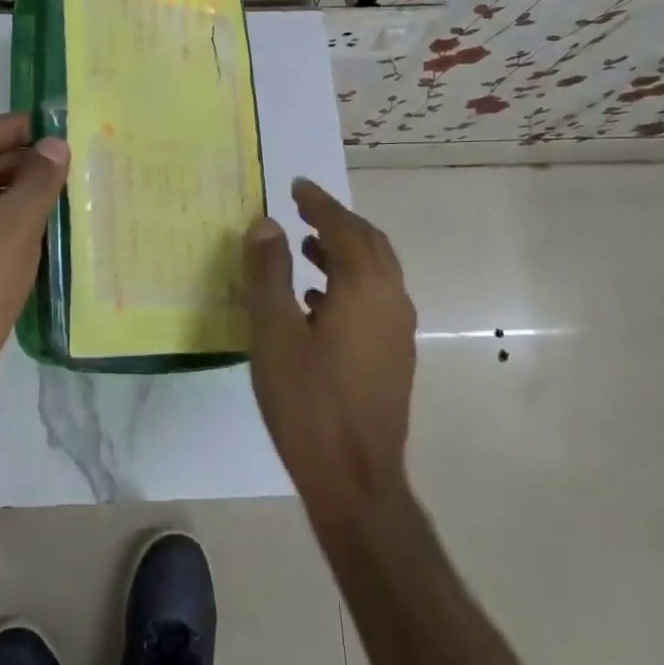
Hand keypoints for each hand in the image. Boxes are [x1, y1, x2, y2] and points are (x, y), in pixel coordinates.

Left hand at [0, 112, 69, 421]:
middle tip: (71, 159)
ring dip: (19, 195)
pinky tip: (47, 227)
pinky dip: (9, 225)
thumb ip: (37, 180)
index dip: (19, 128)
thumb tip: (56, 145)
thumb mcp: (12, 227)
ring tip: (67, 189)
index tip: (59, 124)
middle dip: (22, 163)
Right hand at [244, 179, 416, 502]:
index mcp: (365, 287)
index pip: (342, 227)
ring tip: (305, 247)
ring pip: (375, 272)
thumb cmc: (307, 401)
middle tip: (302, 208)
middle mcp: (391, 299)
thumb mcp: (274, 331)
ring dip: (343, 251)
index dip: (317, 203)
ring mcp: (398, 330)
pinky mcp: (394, 355)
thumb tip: (266, 223)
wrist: (355, 478)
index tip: (295, 185)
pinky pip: (375, 298)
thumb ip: (269, 272)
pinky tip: (316, 300)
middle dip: (336, 221)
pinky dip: (348, 282)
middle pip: (368, 243)